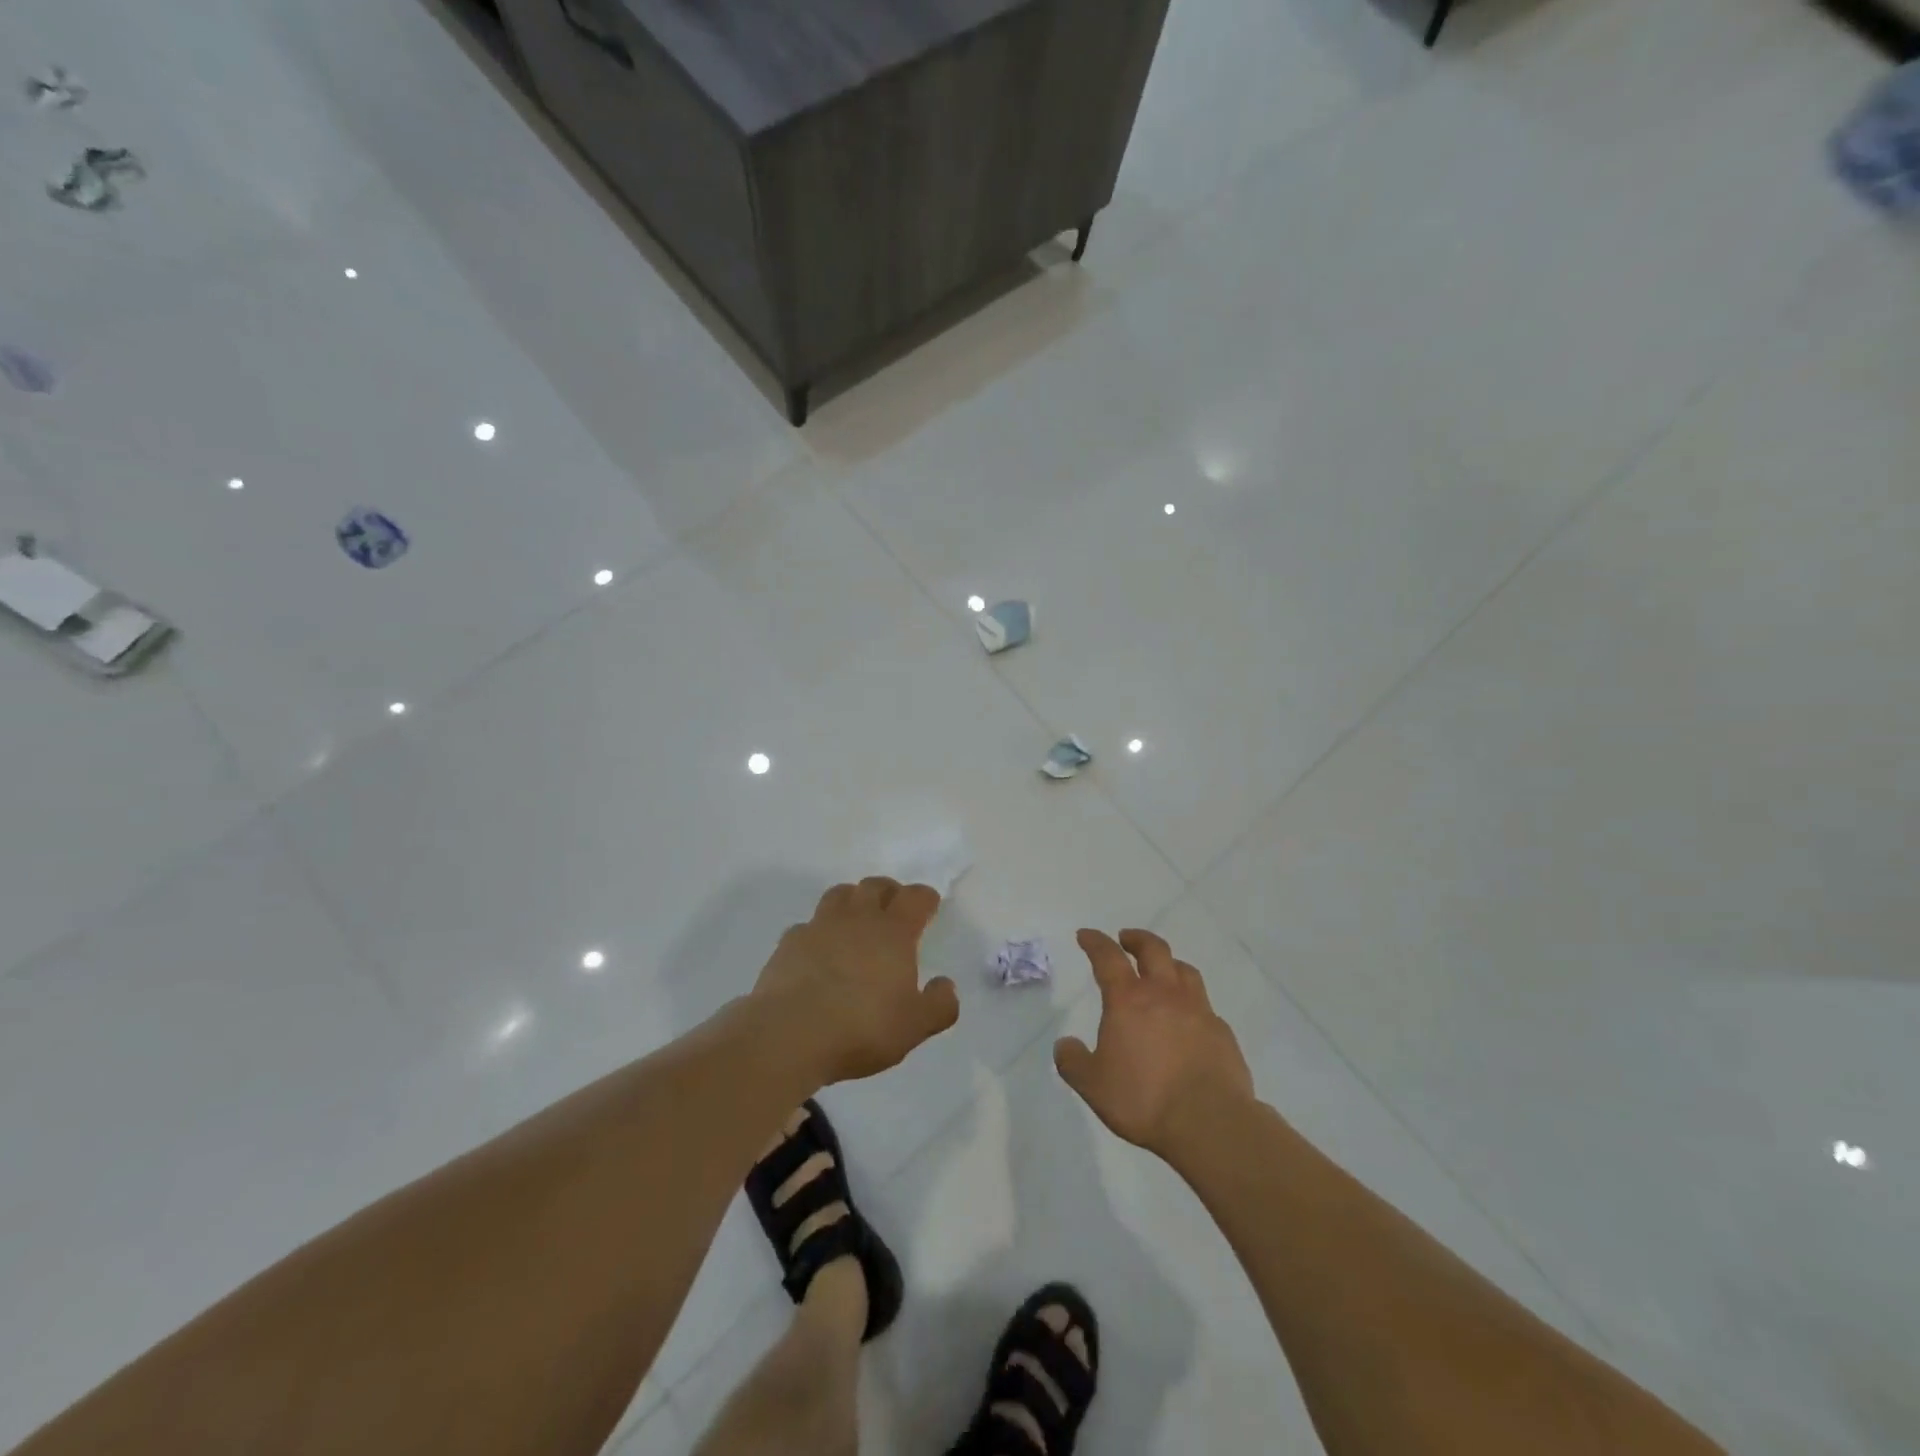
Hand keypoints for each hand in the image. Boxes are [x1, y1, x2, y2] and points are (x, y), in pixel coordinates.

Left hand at [755, 877, 959, 1083]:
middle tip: (893, 907)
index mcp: (893, 932)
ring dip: (852, 900)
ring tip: (856, 920)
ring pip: (839, 895)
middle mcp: (857, 919)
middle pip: (874, 886)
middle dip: (888, 891)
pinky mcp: (789, 943)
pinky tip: (819, 951)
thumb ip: (939, 1005)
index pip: (915, 897)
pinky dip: (819, 931)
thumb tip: (946, 986)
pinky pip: (808, 924)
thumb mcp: (914, 1026)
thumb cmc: (862, 1027)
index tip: (929, 906)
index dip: (925, 898)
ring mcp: (819, 926)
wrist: (789, 1034)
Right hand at [1054, 929, 1254, 1158]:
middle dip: (1137, 939)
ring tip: (1162, 970)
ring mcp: (1198, 1010)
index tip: (1086, 935)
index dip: (1095, 942)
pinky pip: (1204, 1005)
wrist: (1210, 1122)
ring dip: (1168, 963)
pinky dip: (1192, 1002)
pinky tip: (1189, 1019)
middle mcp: (1164, 994)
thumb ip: (1074, 1062)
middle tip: (1126, 939)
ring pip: (1184, 970)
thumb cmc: (1144, 1099)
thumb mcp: (1093, 1085)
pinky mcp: (1222, 1032)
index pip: (1108, 957)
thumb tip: (1065, 1044)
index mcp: (1128, 1000)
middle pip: (1153, 950)